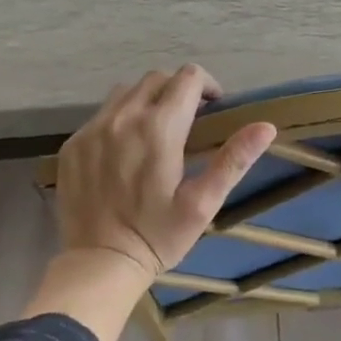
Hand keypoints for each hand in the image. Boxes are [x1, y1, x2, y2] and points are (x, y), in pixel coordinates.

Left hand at [56, 65, 275, 281]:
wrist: (99, 263)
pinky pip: (102, 114)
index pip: (188, 78)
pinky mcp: (73, 144)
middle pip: (157, 78)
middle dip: (178, 90)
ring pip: (126, 91)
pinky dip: (120, 119)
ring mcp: (92, 129)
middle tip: (189, 119)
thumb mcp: (203, 203)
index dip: (207, 86)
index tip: (213, 108)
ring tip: (157, 130)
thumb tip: (266, 126)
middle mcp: (123, 117)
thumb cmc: (159, 236)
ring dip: (148, 100)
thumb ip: (233, 159)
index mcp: (160, 128)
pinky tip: (126, 150)